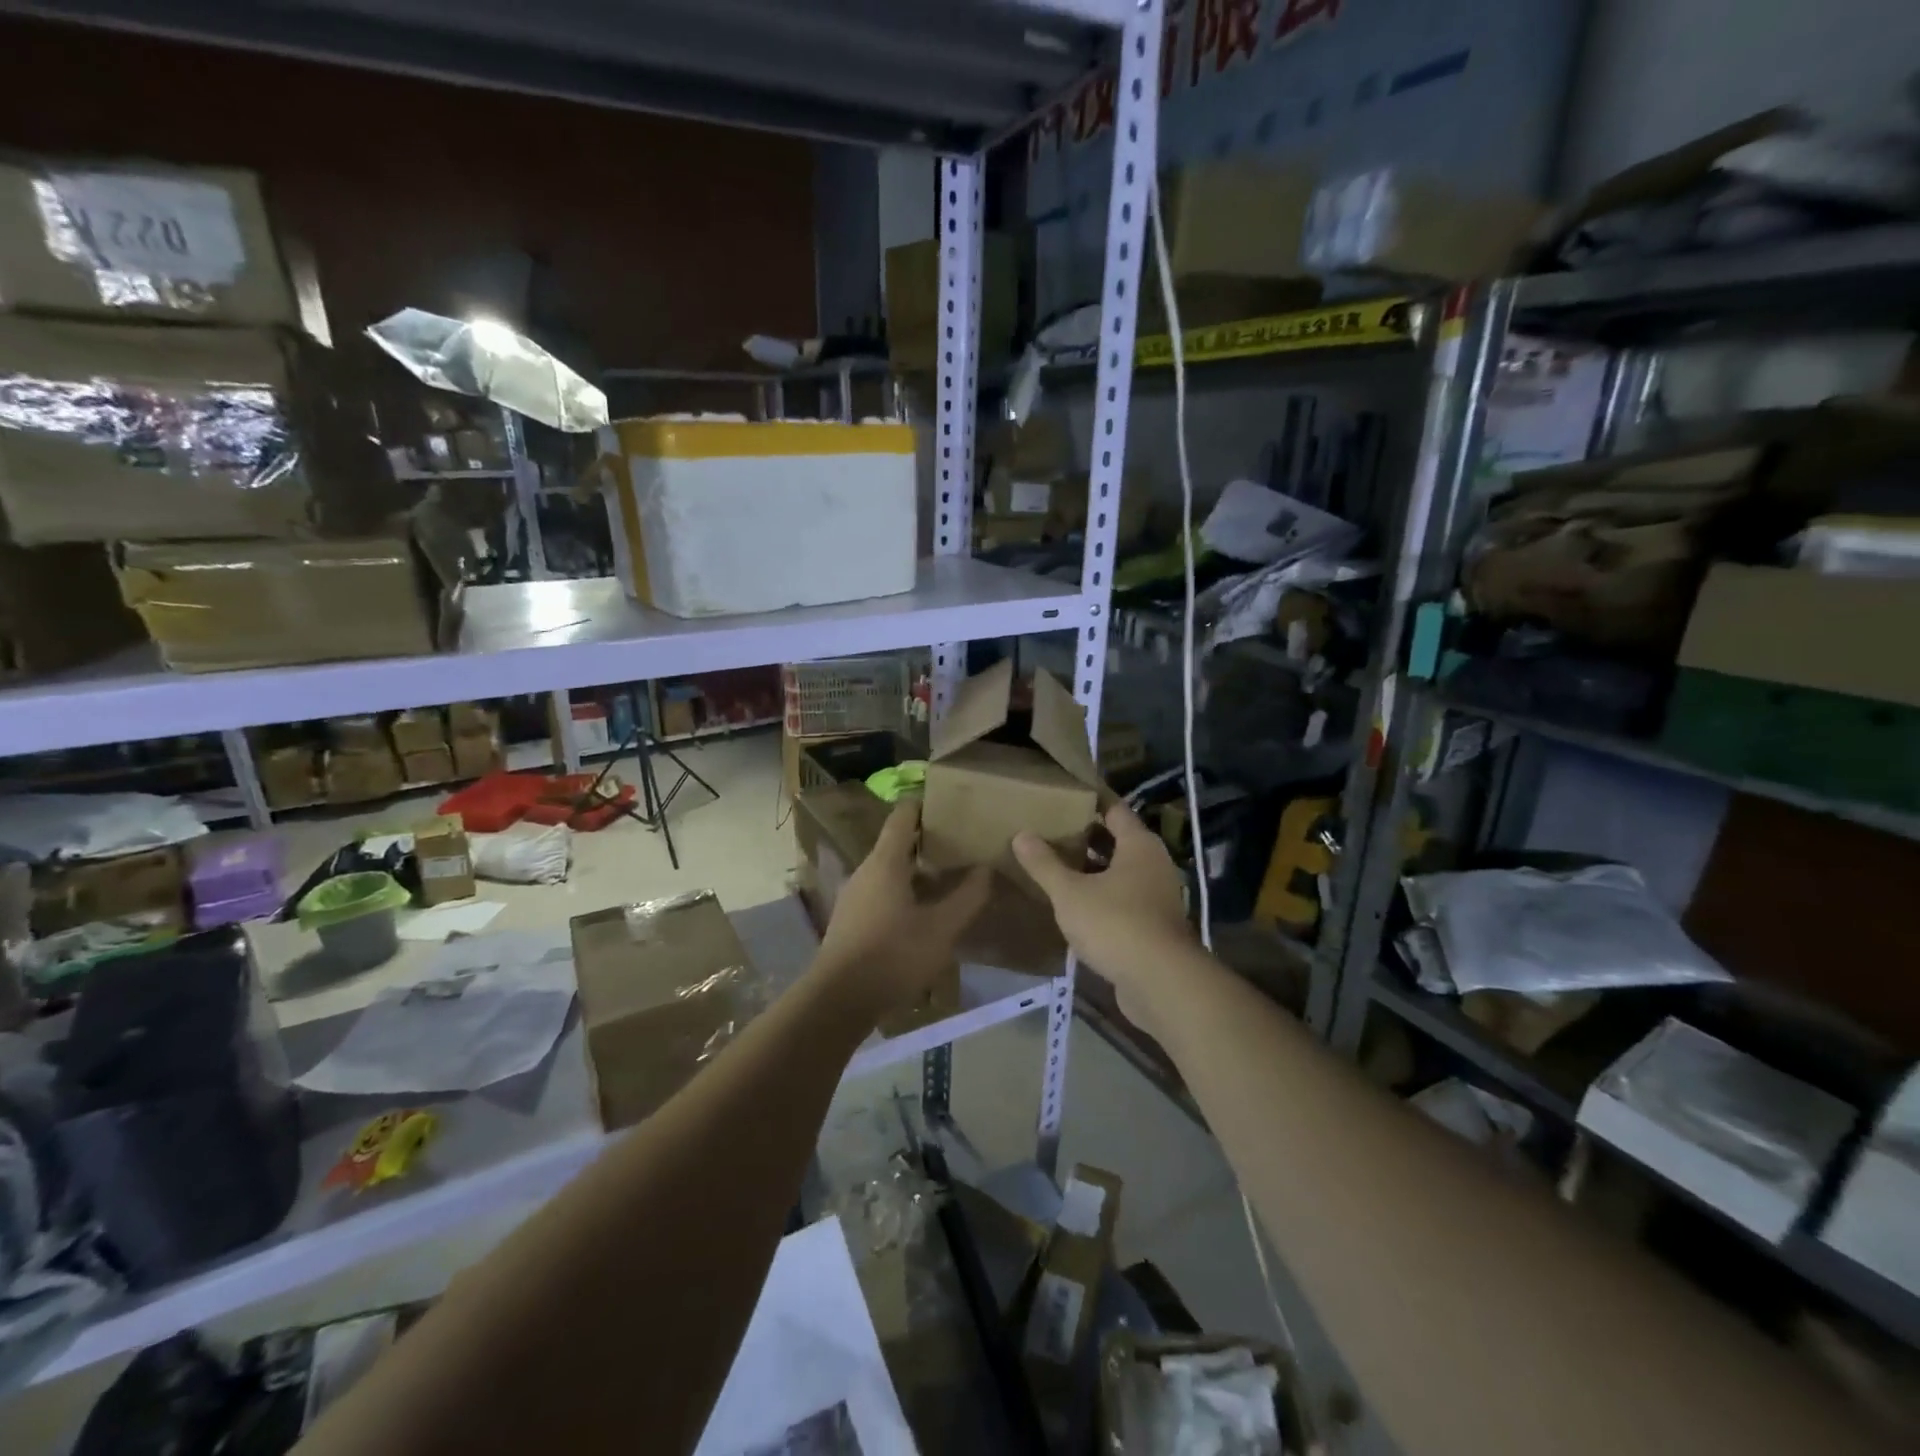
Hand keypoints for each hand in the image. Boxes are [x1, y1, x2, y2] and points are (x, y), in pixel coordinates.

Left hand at [815, 800, 990, 1019]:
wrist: (838, 1000)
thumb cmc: (893, 956)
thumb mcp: (941, 929)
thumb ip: (967, 897)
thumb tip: (985, 869)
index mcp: (885, 862)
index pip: (903, 816)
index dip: (925, 806)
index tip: (951, 806)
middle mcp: (865, 870)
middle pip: (896, 843)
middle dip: (928, 842)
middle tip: (961, 847)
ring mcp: (853, 895)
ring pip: (889, 870)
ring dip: (916, 870)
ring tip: (947, 880)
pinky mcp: (850, 919)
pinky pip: (880, 892)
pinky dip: (903, 891)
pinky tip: (922, 913)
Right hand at [1014, 801, 1193, 1027]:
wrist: (1160, 982)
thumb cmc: (1116, 924)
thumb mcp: (1070, 893)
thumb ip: (1045, 864)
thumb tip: (1021, 834)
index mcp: (1139, 845)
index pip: (1114, 809)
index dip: (1090, 799)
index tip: (1065, 792)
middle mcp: (1153, 864)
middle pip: (1117, 840)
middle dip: (1086, 835)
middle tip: (1050, 827)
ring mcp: (1156, 896)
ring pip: (1119, 872)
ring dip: (1091, 868)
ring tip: (1055, 863)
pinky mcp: (1152, 925)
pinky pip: (1122, 898)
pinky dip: (1100, 895)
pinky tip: (1073, 903)